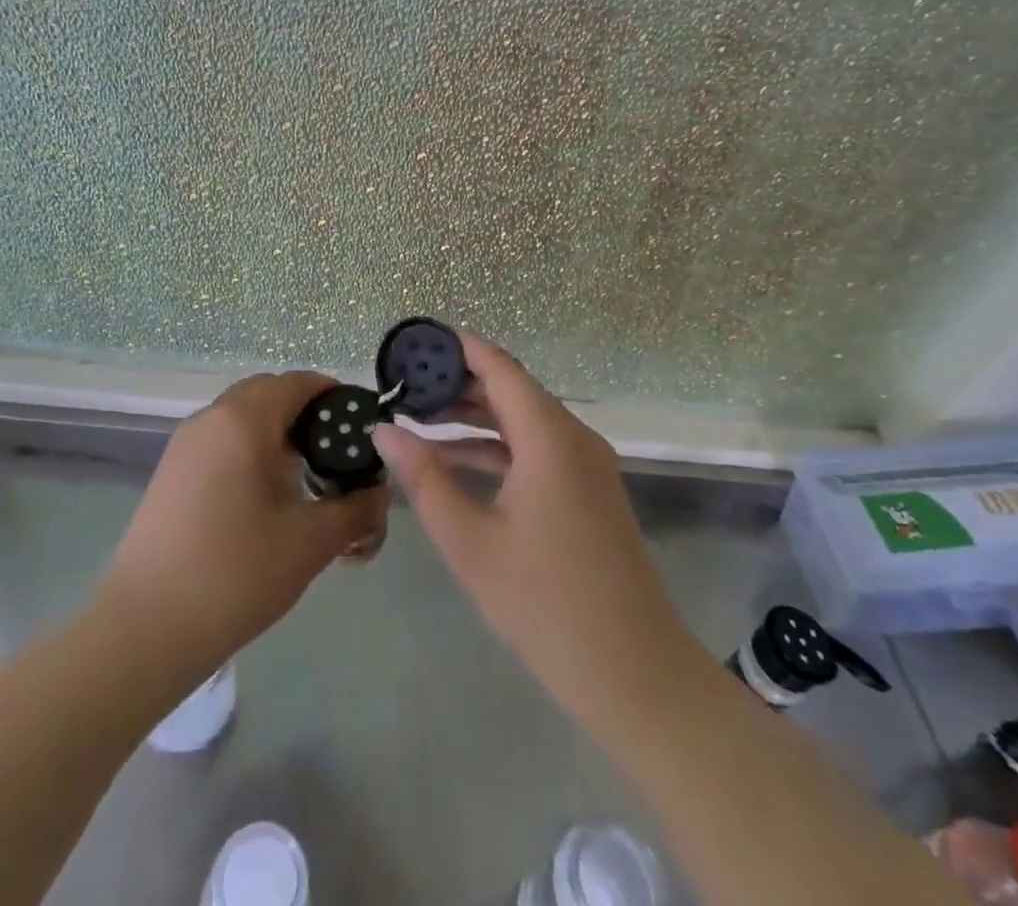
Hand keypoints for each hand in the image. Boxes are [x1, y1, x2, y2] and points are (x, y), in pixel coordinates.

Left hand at [96, 371, 390, 676]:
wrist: (146, 627)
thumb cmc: (236, 574)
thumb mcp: (310, 542)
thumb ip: (355, 510)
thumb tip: (382, 493)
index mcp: (244, 421)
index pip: (297, 382)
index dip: (334, 395)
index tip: (361, 425)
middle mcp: (211, 418)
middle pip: (267, 392)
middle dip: (305, 412)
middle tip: (336, 452)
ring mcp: (185, 444)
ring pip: (241, 415)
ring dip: (276, 430)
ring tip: (304, 474)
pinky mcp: (171, 471)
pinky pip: (221, 439)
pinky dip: (249, 447)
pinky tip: (264, 493)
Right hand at [372, 334, 702, 733]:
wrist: (634, 674)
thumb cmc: (545, 604)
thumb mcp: (470, 541)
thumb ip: (425, 479)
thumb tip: (383, 431)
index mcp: (549, 438)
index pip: (500, 369)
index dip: (459, 349)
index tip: (416, 343)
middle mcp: (574, 438)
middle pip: (511, 390)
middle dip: (459, 384)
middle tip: (406, 384)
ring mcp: (586, 465)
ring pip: (524, 420)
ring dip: (475, 417)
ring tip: (420, 417)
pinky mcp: (588, 490)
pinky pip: (538, 449)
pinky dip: (498, 447)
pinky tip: (456, 460)